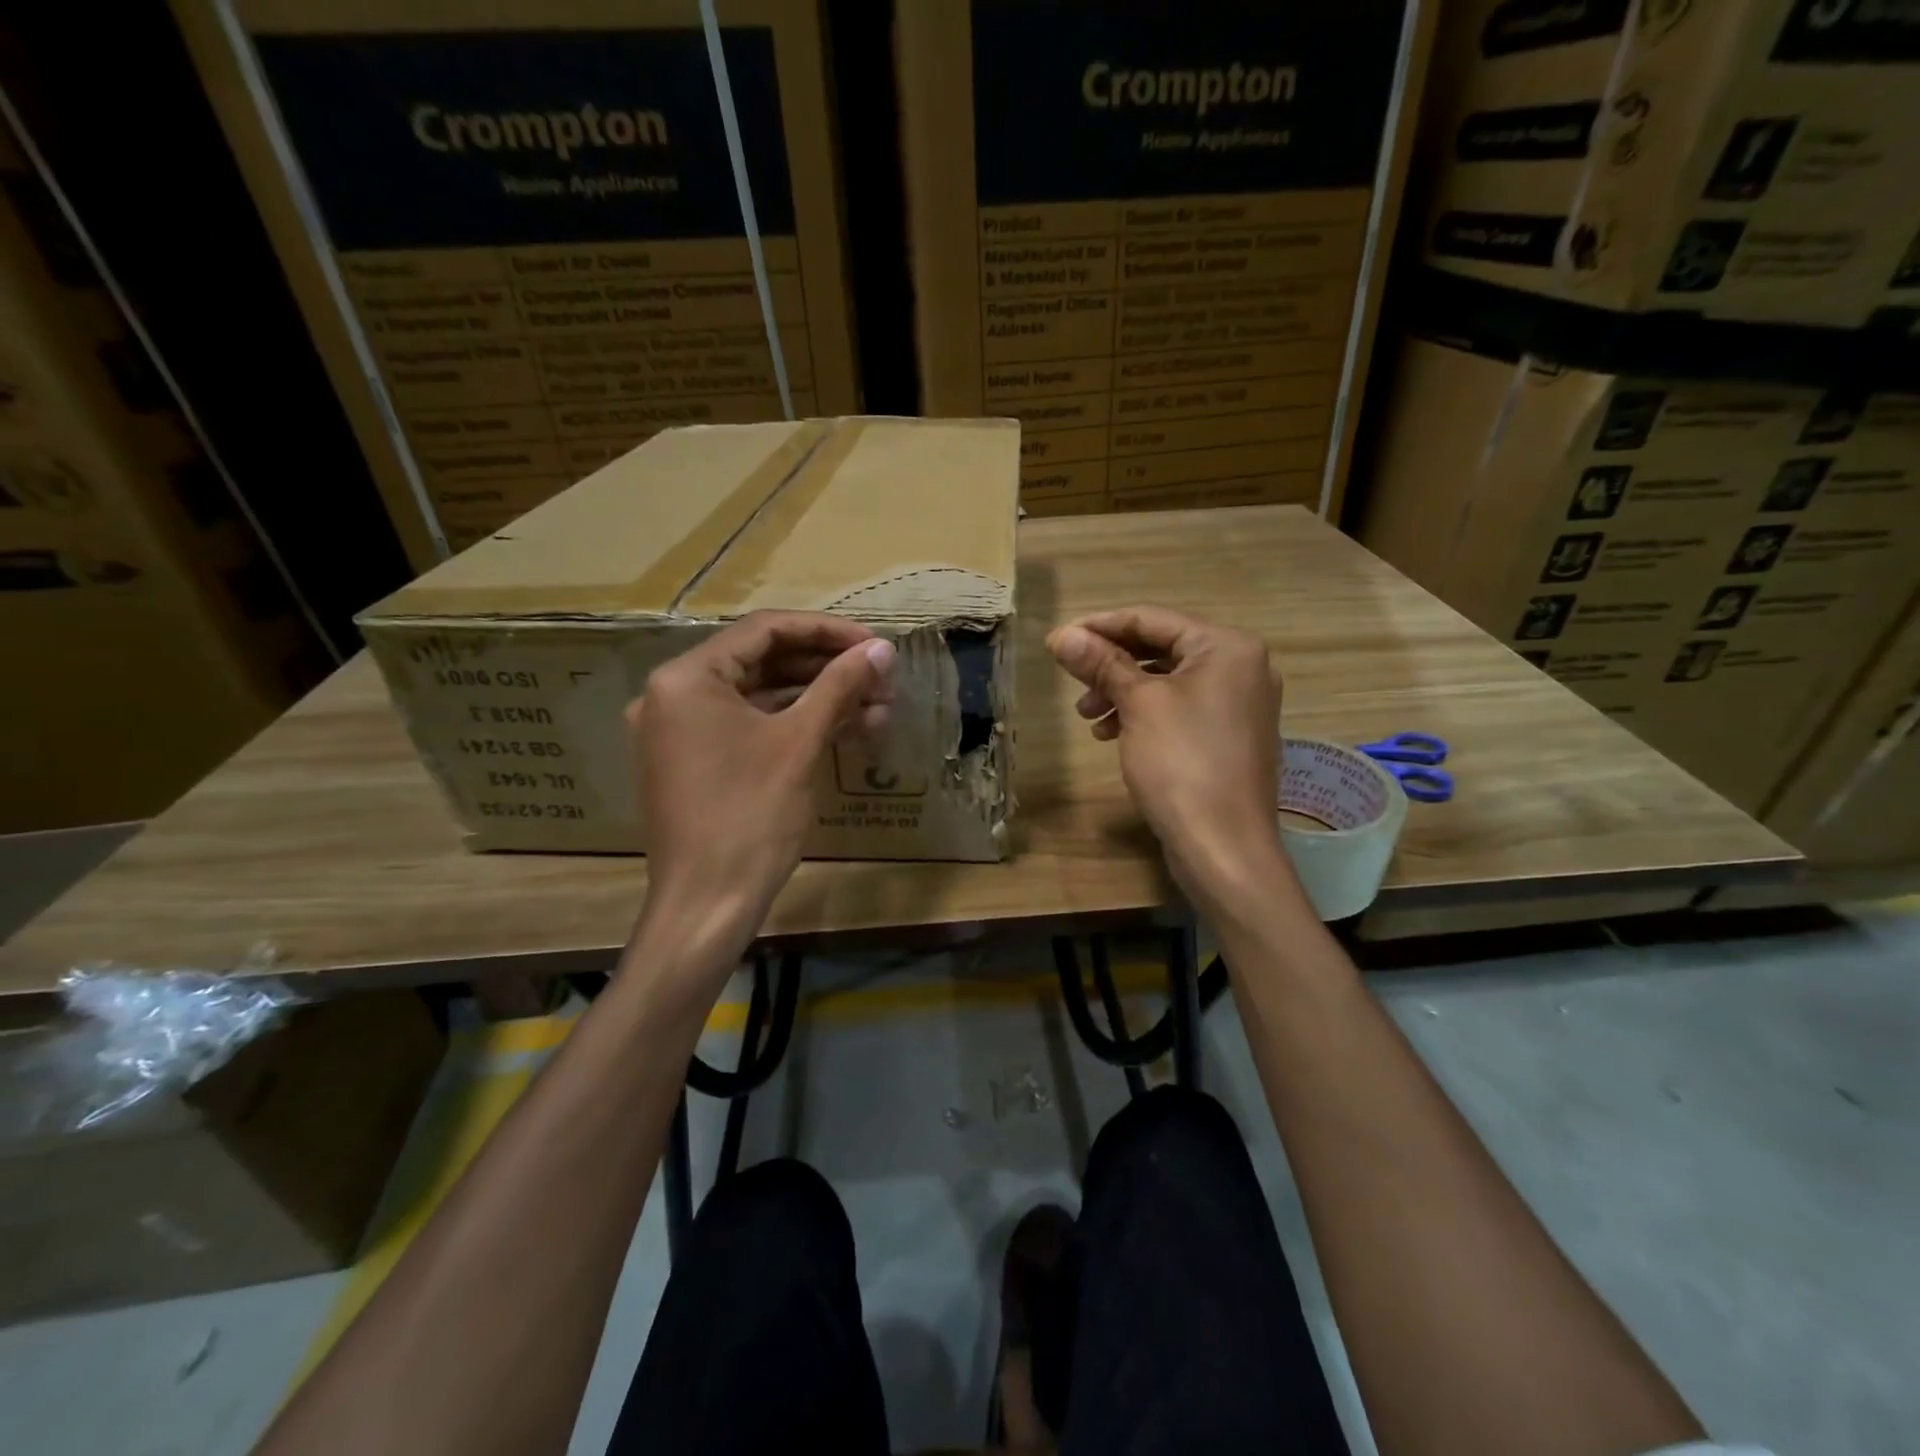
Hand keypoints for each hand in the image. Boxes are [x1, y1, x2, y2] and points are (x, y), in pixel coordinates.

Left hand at [628, 611, 893, 975]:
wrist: (707, 905)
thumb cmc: (751, 816)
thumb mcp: (799, 743)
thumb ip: (840, 685)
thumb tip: (881, 648)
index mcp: (686, 678)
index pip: (764, 630)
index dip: (827, 632)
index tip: (874, 644)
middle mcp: (674, 694)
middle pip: (763, 661)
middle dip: (827, 669)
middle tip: (881, 678)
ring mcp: (681, 731)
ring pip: (761, 697)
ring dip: (818, 698)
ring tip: (877, 707)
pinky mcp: (695, 761)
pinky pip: (750, 726)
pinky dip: (794, 725)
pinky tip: (845, 729)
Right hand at [1048, 606, 1289, 912]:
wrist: (1224, 846)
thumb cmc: (1182, 763)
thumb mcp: (1138, 704)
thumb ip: (1101, 663)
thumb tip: (1062, 634)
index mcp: (1227, 647)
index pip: (1152, 619)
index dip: (1099, 626)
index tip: (1058, 641)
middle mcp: (1241, 667)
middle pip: (1161, 648)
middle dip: (1110, 664)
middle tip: (1071, 680)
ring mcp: (1240, 704)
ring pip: (1168, 682)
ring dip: (1123, 691)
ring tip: (1088, 716)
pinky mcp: (1230, 737)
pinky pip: (1181, 709)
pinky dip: (1145, 714)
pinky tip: (1112, 734)